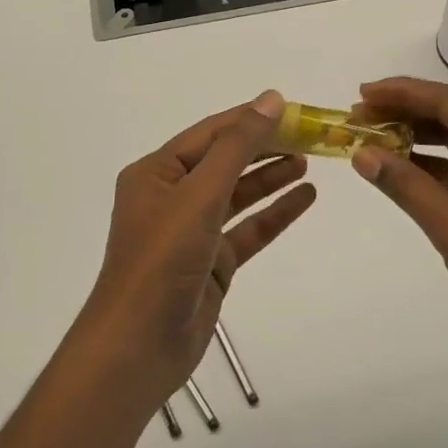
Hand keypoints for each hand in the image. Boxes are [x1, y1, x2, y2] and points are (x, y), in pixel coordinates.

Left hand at [79, 91, 313, 409]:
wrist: (139, 347)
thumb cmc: (162, 260)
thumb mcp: (199, 194)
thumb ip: (237, 146)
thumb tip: (270, 99)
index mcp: (156, 173)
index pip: (210, 133)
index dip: (249, 118)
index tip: (291, 108)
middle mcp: (172, 196)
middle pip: (225, 161)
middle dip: (264, 147)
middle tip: (308, 135)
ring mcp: (192, 231)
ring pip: (238, 194)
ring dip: (271, 177)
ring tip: (308, 160)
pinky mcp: (211, 263)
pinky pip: (247, 229)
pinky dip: (275, 213)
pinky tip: (305, 198)